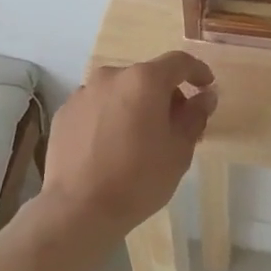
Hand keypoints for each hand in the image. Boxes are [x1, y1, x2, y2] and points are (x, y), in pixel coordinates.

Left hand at [41, 52, 217, 235]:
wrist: (78, 208)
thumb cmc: (138, 179)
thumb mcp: (179, 151)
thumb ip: (195, 116)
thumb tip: (205, 96)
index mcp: (144, 80)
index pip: (178, 62)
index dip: (197, 71)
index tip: (205, 87)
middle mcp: (111, 76)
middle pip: (147, 77)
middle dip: (165, 95)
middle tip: (175, 127)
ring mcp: (83, 93)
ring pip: (120, 91)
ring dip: (135, 105)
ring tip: (139, 139)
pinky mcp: (65, 112)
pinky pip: (96, 107)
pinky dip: (109, 117)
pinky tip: (111, 146)